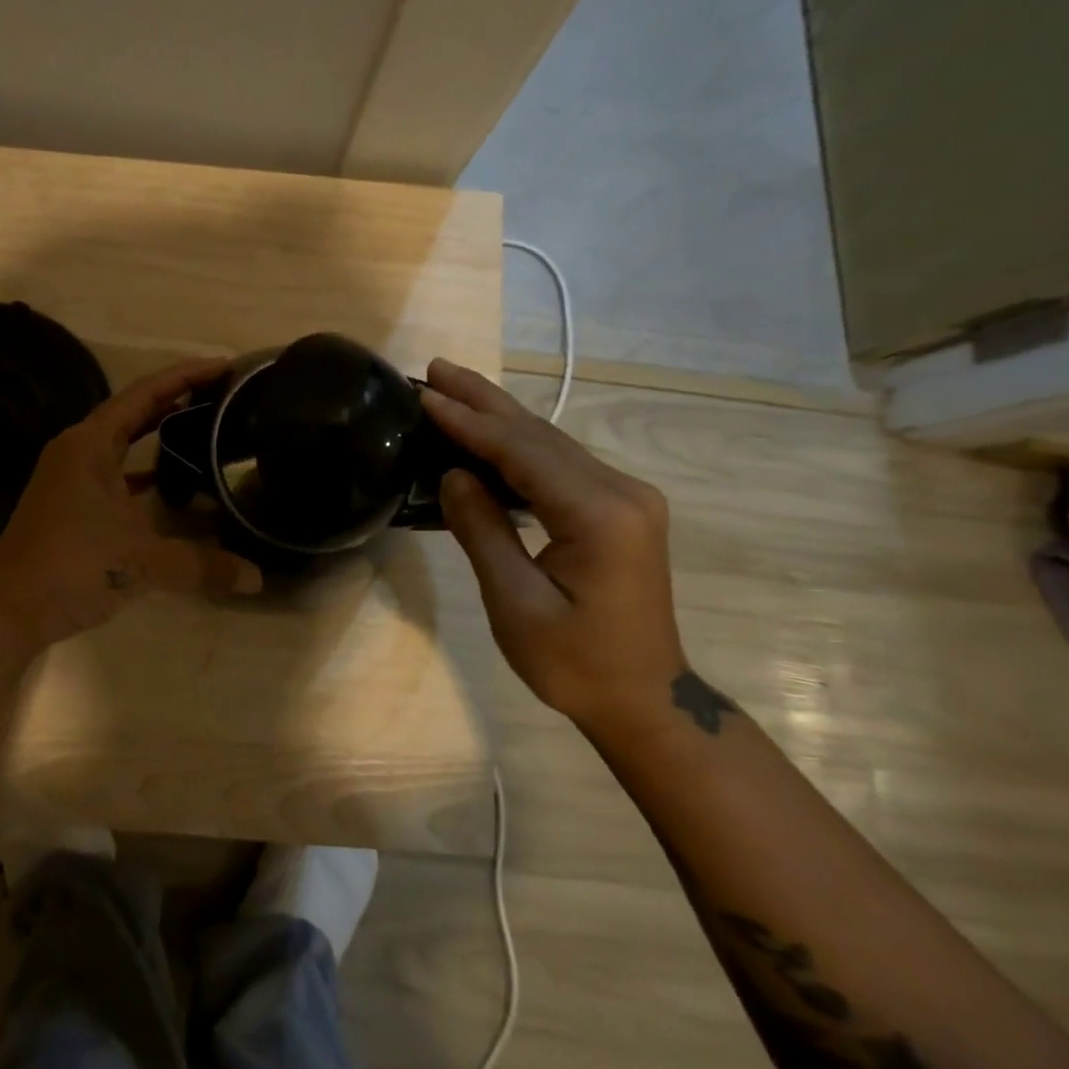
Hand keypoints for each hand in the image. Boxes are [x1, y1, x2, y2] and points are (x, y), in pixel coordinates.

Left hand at [0, 357, 262, 649]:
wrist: (10, 610)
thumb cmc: (71, 567)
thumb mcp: (142, 561)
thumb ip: (202, 565)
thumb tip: (257, 578)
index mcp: (89, 444)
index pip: (145, 394)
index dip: (186, 376)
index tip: (225, 366)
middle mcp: (79, 451)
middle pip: (135, 411)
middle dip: (178, 398)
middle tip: (223, 393)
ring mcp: (73, 478)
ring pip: (124, 443)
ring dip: (161, 433)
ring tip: (206, 427)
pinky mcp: (73, 504)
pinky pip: (118, 473)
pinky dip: (146, 472)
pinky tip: (173, 482)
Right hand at [422, 358, 684, 727]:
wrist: (644, 700)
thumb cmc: (574, 663)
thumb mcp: (516, 604)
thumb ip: (483, 531)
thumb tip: (453, 473)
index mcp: (599, 515)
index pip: (522, 452)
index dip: (469, 422)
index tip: (425, 394)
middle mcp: (621, 492)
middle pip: (540, 434)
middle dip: (483, 400)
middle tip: (435, 368)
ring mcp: (626, 497)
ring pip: (551, 442)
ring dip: (499, 415)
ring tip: (453, 387)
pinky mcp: (621, 507)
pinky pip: (561, 462)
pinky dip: (519, 443)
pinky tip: (490, 431)